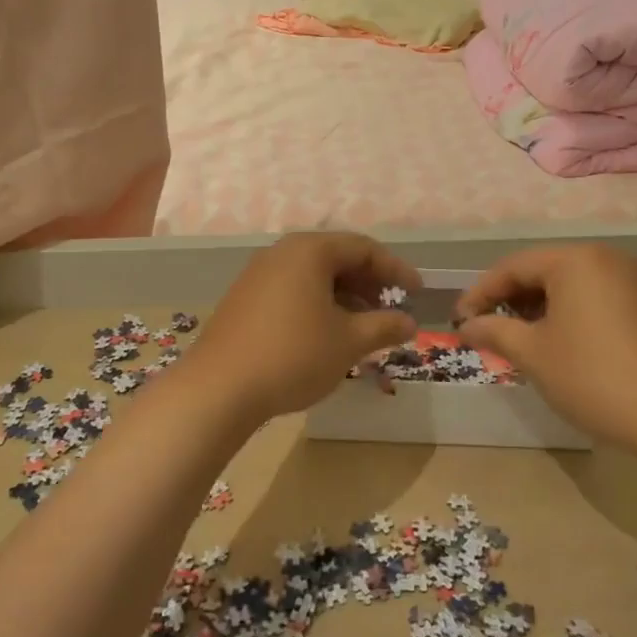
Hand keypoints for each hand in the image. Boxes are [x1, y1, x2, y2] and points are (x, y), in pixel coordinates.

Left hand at [190, 232, 420, 419]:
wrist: (219, 388)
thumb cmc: (293, 355)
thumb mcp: (348, 342)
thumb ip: (384, 326)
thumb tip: (409, 323)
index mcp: (309, 251)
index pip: (363, 248)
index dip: (395, 269)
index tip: (417, 292)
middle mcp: (281, 253)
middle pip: (336, 258)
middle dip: (368, 283)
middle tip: (391, 309)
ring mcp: (257, 275)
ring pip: (312, 276)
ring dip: (344, 297)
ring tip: (363, 326)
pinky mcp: (243, 299)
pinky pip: (291, 291)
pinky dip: (317, 305)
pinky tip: (326, 334)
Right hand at [455, 245, 636, 445]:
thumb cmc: (594, 376)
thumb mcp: (533, 354)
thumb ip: (494, 331)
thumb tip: (467, 324)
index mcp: (576, 260)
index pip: (512, 266)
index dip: (480, 293)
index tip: (460, 321)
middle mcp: (606, 259)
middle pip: (543, 271)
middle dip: (509, 300)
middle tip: (486, 331)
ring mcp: (633, 282)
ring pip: (569, 286)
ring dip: (537, 309)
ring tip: (517, 341)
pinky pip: (594, 299)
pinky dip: (567, 316)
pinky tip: (558, 345)